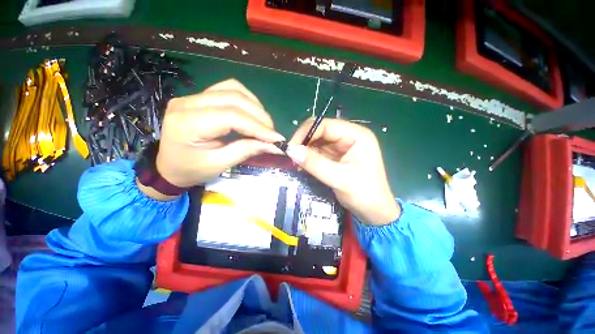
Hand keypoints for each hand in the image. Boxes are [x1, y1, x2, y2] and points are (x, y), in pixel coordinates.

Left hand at [153, 79, 283, 190]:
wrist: (168, 166)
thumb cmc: (191, 170)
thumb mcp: (220, 164)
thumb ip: (247, 150)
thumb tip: (274, 145)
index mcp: (188, 123)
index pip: (231, 116)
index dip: (258, 127)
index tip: (277, 139)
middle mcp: (188, 103)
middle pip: (234, 98)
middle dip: (260, 116)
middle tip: (272, 134)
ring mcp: (193, 96)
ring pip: (233, 89)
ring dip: (255, 106)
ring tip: (265, 125)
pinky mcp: (200, 97)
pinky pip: (228, 89)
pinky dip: (246, 101)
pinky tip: (253, 114)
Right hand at [287, 119, 399, 224]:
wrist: (374, 212)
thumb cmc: (364, 193)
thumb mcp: (339, 178)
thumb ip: (315, 163)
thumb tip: (291, 150)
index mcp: (356, 135)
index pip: (326, 125)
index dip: (306, 132)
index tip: (291, 147)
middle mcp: (349, 137)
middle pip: (320, 131)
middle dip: (304, 142)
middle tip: (291, 156)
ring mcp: (342, 147)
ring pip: (318, 142)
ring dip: (305, 151)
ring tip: (295, 163)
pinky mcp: (337, 156)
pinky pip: (319, 152)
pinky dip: (309, 158)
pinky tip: (302, 166)